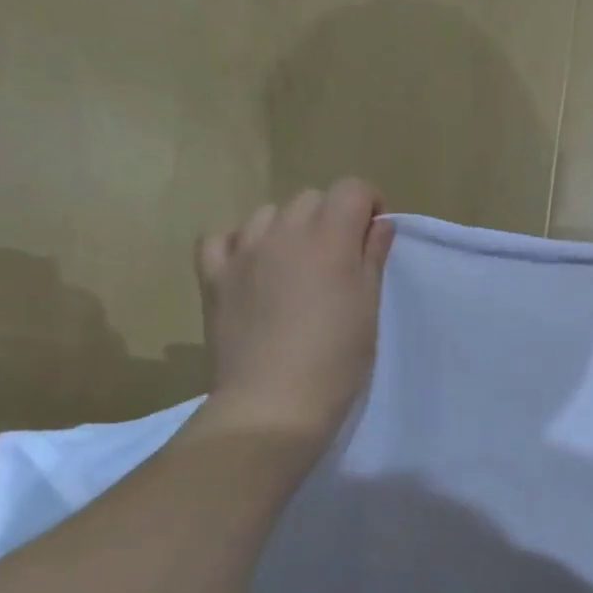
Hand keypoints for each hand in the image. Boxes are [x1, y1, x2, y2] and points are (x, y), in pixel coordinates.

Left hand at [191, 180, 393, 451]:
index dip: (370, 204)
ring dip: (290, 229)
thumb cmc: (337, 360)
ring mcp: (242, 251)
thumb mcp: (369, 308)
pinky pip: (224, 237)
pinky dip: (242, 243)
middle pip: (311, 198)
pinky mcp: (213, 275)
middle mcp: (284, 233)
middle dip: (332, 217)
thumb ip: (373, 258)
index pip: (352, 189)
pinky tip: (254, 266)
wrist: (274, 402)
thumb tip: (379, 225)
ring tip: (299, 266)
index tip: (376, 234)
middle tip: (342, 259)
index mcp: (329, 240)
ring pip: (269, 214)